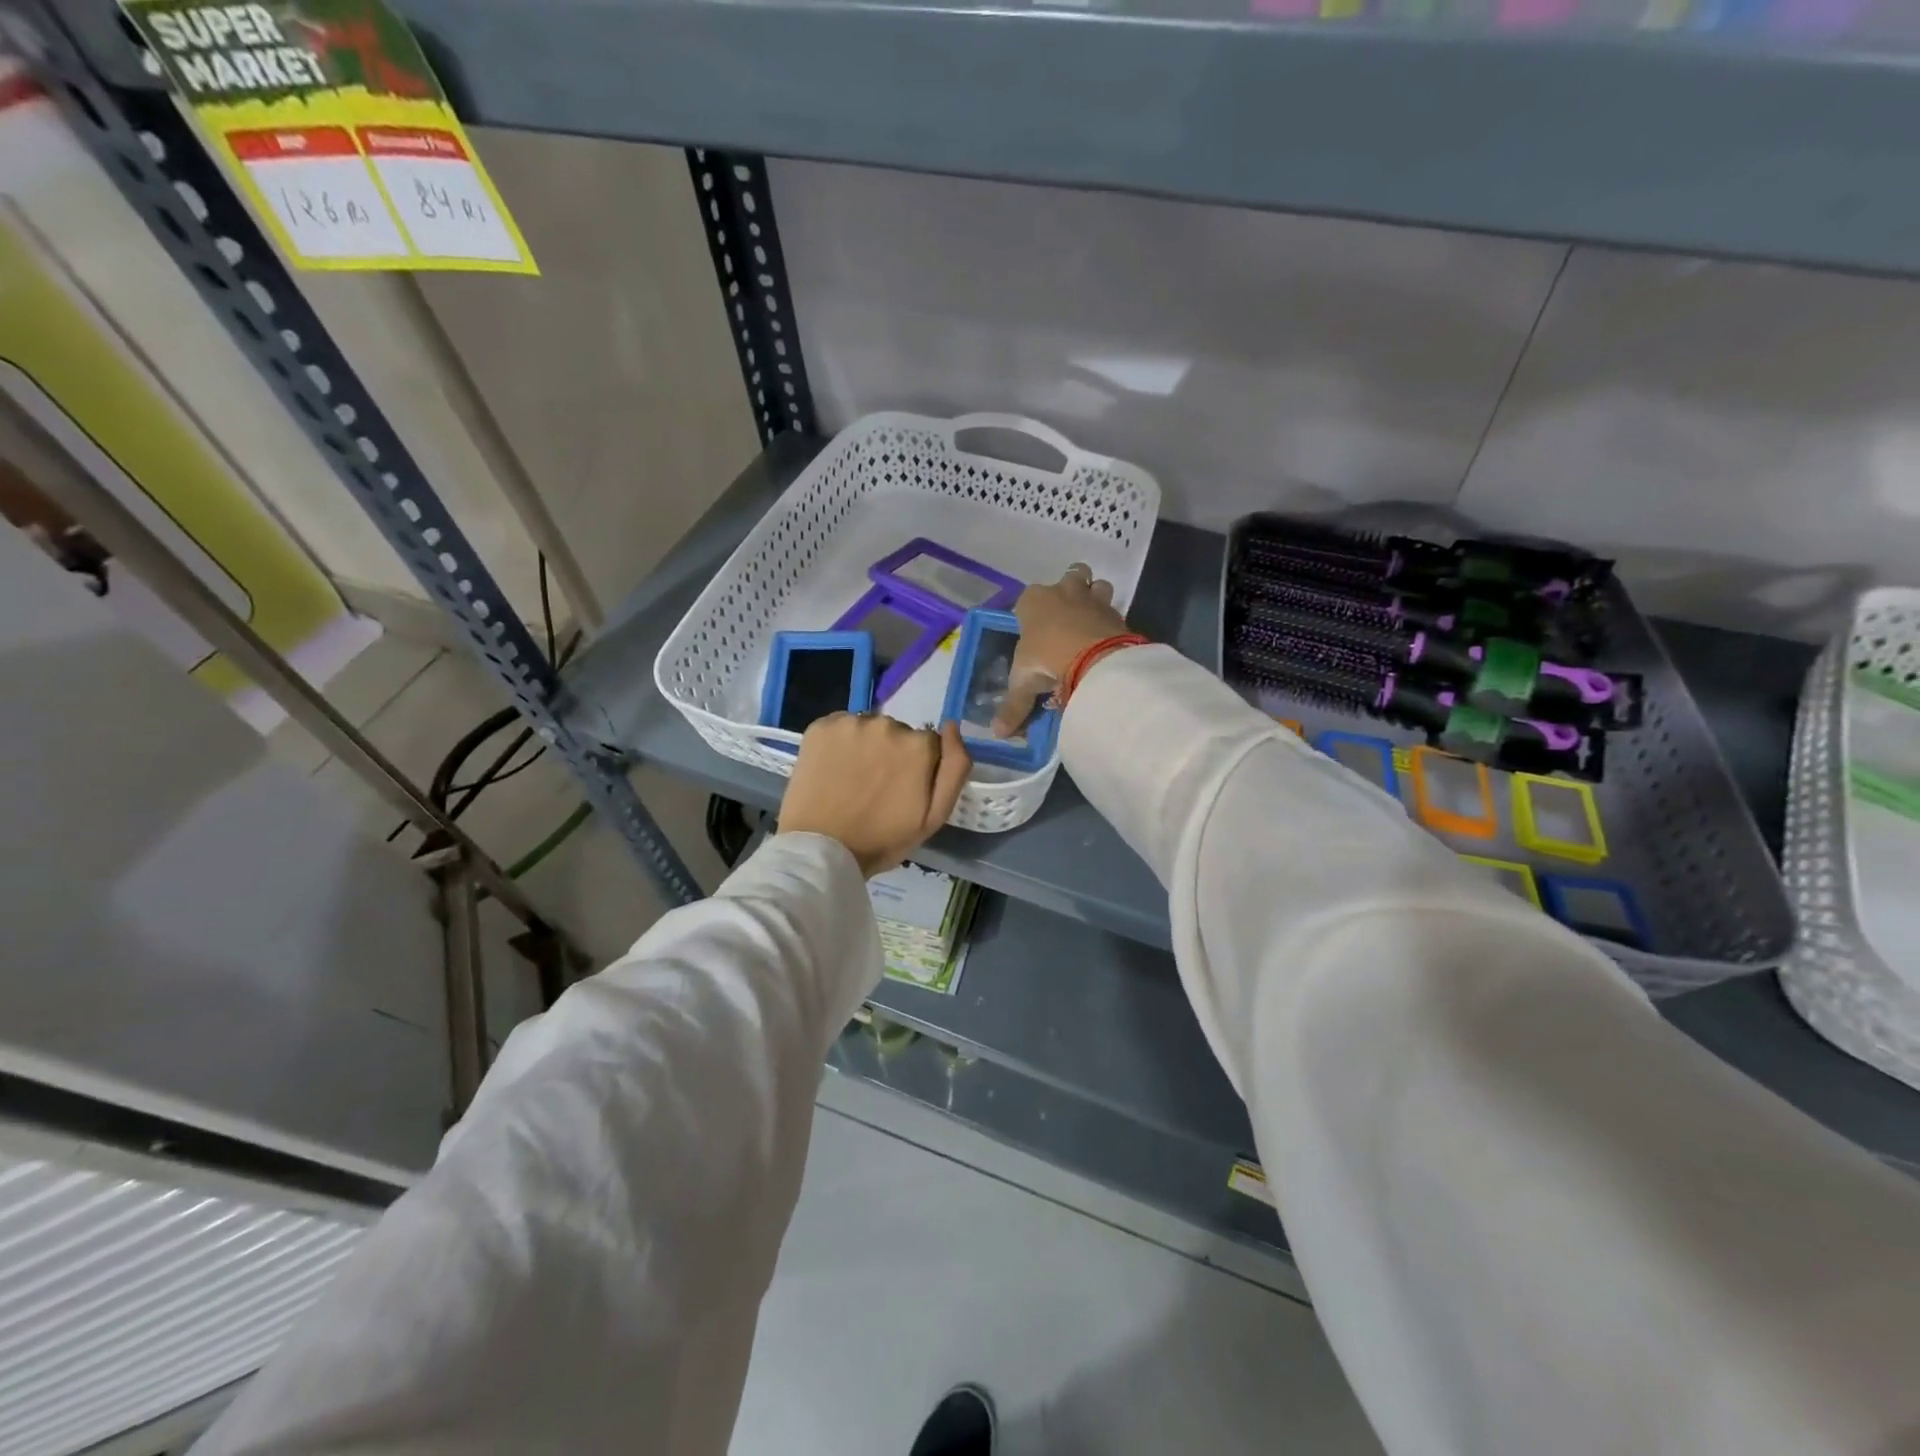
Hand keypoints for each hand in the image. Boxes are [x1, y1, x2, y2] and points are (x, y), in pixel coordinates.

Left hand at [779, 714, 971, 876]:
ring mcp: (852, 723)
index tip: (901, 790)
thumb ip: (954, 769)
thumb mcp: (934, 817)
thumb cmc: (881, 839)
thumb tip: (952, 726)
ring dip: (865, 746)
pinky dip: (839, 742)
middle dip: (891, 754)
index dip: (917, 768)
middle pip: (898, 733)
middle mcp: (888, 724)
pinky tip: (832, 768)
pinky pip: (840, 727)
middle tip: (874, 788)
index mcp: (919, 746)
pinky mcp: (821, 726)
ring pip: (868, 729)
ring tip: (851, 780)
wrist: (820, 849)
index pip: (928, 745)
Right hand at [992, 564, 1132, 736]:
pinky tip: (1107, 638)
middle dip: (1070, 590)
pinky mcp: (1116, 613)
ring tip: (1090, 624)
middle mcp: (1062, 591)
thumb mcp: (1023, 684)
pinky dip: (1110, 620)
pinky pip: (1113, 610)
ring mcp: (1092, 599)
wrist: (1093, 657)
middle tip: (1068, 618)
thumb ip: (1013, 707)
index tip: (1033, 632)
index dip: (1030, 613)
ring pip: (1098, 584)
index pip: (1027, 599)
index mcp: (1033, 601)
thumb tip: (997, 732)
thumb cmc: (1046, 659)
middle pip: (1070, 576)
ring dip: (1096, 597)